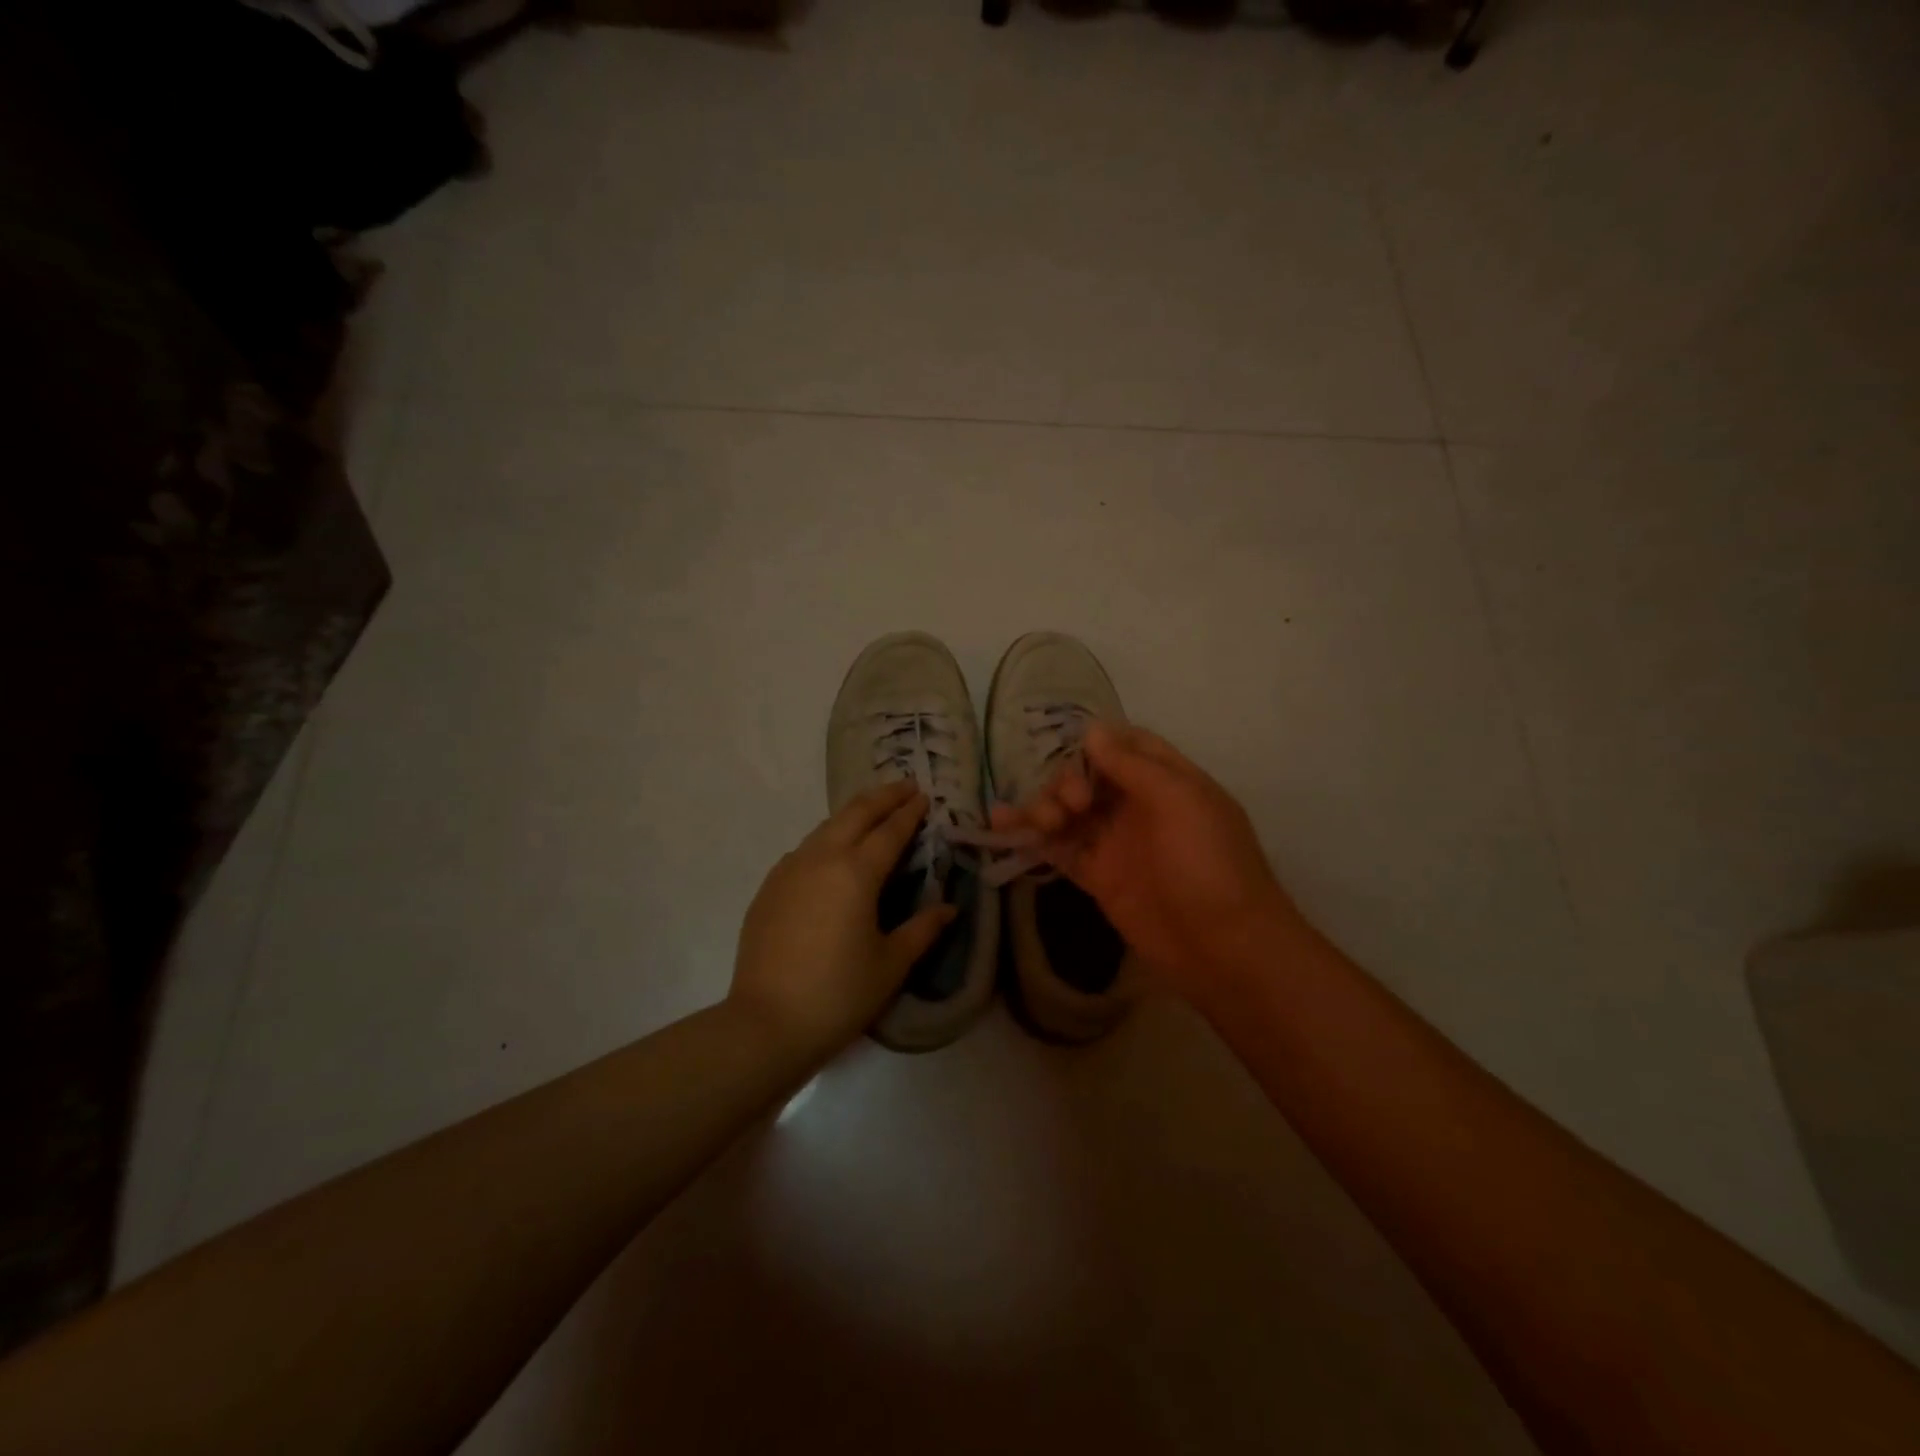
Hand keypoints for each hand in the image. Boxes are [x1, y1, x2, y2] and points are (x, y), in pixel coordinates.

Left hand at [729, 782, 955, 1063]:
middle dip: (883, 796)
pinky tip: (832, 852)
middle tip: (905, 787)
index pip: (890, 831)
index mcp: (856, 873)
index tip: (924, 795)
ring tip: (872, 812)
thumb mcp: (891, 964)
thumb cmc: (839, 994)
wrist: (766, 1023)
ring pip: (826, 827)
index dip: (910, 812)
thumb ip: (922, 929)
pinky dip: (827, 838)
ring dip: (853, 814)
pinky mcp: (769, 887)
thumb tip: (949, 908)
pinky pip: (805, 849)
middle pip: (855, 813)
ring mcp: (789, 870)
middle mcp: (821, 858)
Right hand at [990, 723, 1308, 996]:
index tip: (1068, 748)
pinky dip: (1032, 838)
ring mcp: (1116, 842)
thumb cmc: (1208, 863)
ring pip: (1069, 811)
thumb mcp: (1179, 801)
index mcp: (1166, 780)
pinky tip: (1001, 824)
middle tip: (1071, 805)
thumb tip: (1091, 731)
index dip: (1095, 742)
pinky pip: (1060, 848)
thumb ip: (1132, 765)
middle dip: (1068, 780)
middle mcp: (1138, 805)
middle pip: (1089, 776)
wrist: (1222, 947)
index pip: (1125, 745)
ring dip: (1046, 806)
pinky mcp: (1098, 876)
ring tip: (1040, 821)